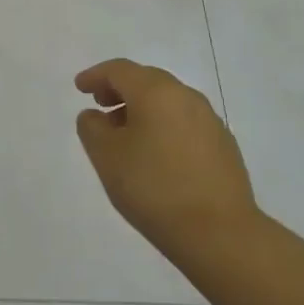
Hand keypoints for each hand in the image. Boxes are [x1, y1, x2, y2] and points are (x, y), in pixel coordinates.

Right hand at [74, 59, 260, 267]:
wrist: (219, 233)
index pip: (120, 70)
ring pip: (168, 101)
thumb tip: (95, 116)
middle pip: (147, 80)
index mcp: (156, 92)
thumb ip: (92, 128)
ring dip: (142, 109)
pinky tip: (156, 155)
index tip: (79, 88)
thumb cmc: (153, 187)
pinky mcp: (224, 145)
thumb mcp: (106, 156)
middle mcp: (186, 97)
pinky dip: (163, 126)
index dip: (96, 76)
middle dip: (120, 89)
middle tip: (100, 106)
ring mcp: (210, 121)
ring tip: (125, 135)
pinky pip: (185, 122)